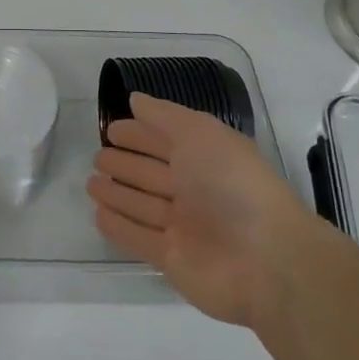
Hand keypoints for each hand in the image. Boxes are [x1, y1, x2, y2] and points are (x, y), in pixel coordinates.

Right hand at [88, 93, 311, 327]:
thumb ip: (164, 116)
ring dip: (117, 194)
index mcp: (206, 156)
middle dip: (126, 163)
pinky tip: (98, 215)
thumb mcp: (199, 134)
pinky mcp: (173, 259)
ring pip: (143, 204)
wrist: (267, 260)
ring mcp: (184, 226)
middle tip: (96, 157)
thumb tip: (135, 99)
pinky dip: (119, 227)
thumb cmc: (232, 184)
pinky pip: (139, 238)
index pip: (166, 139)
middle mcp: (195, 189)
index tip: (110, 129)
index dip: (140, 133)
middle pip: (153, 173)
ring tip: (91, 184)